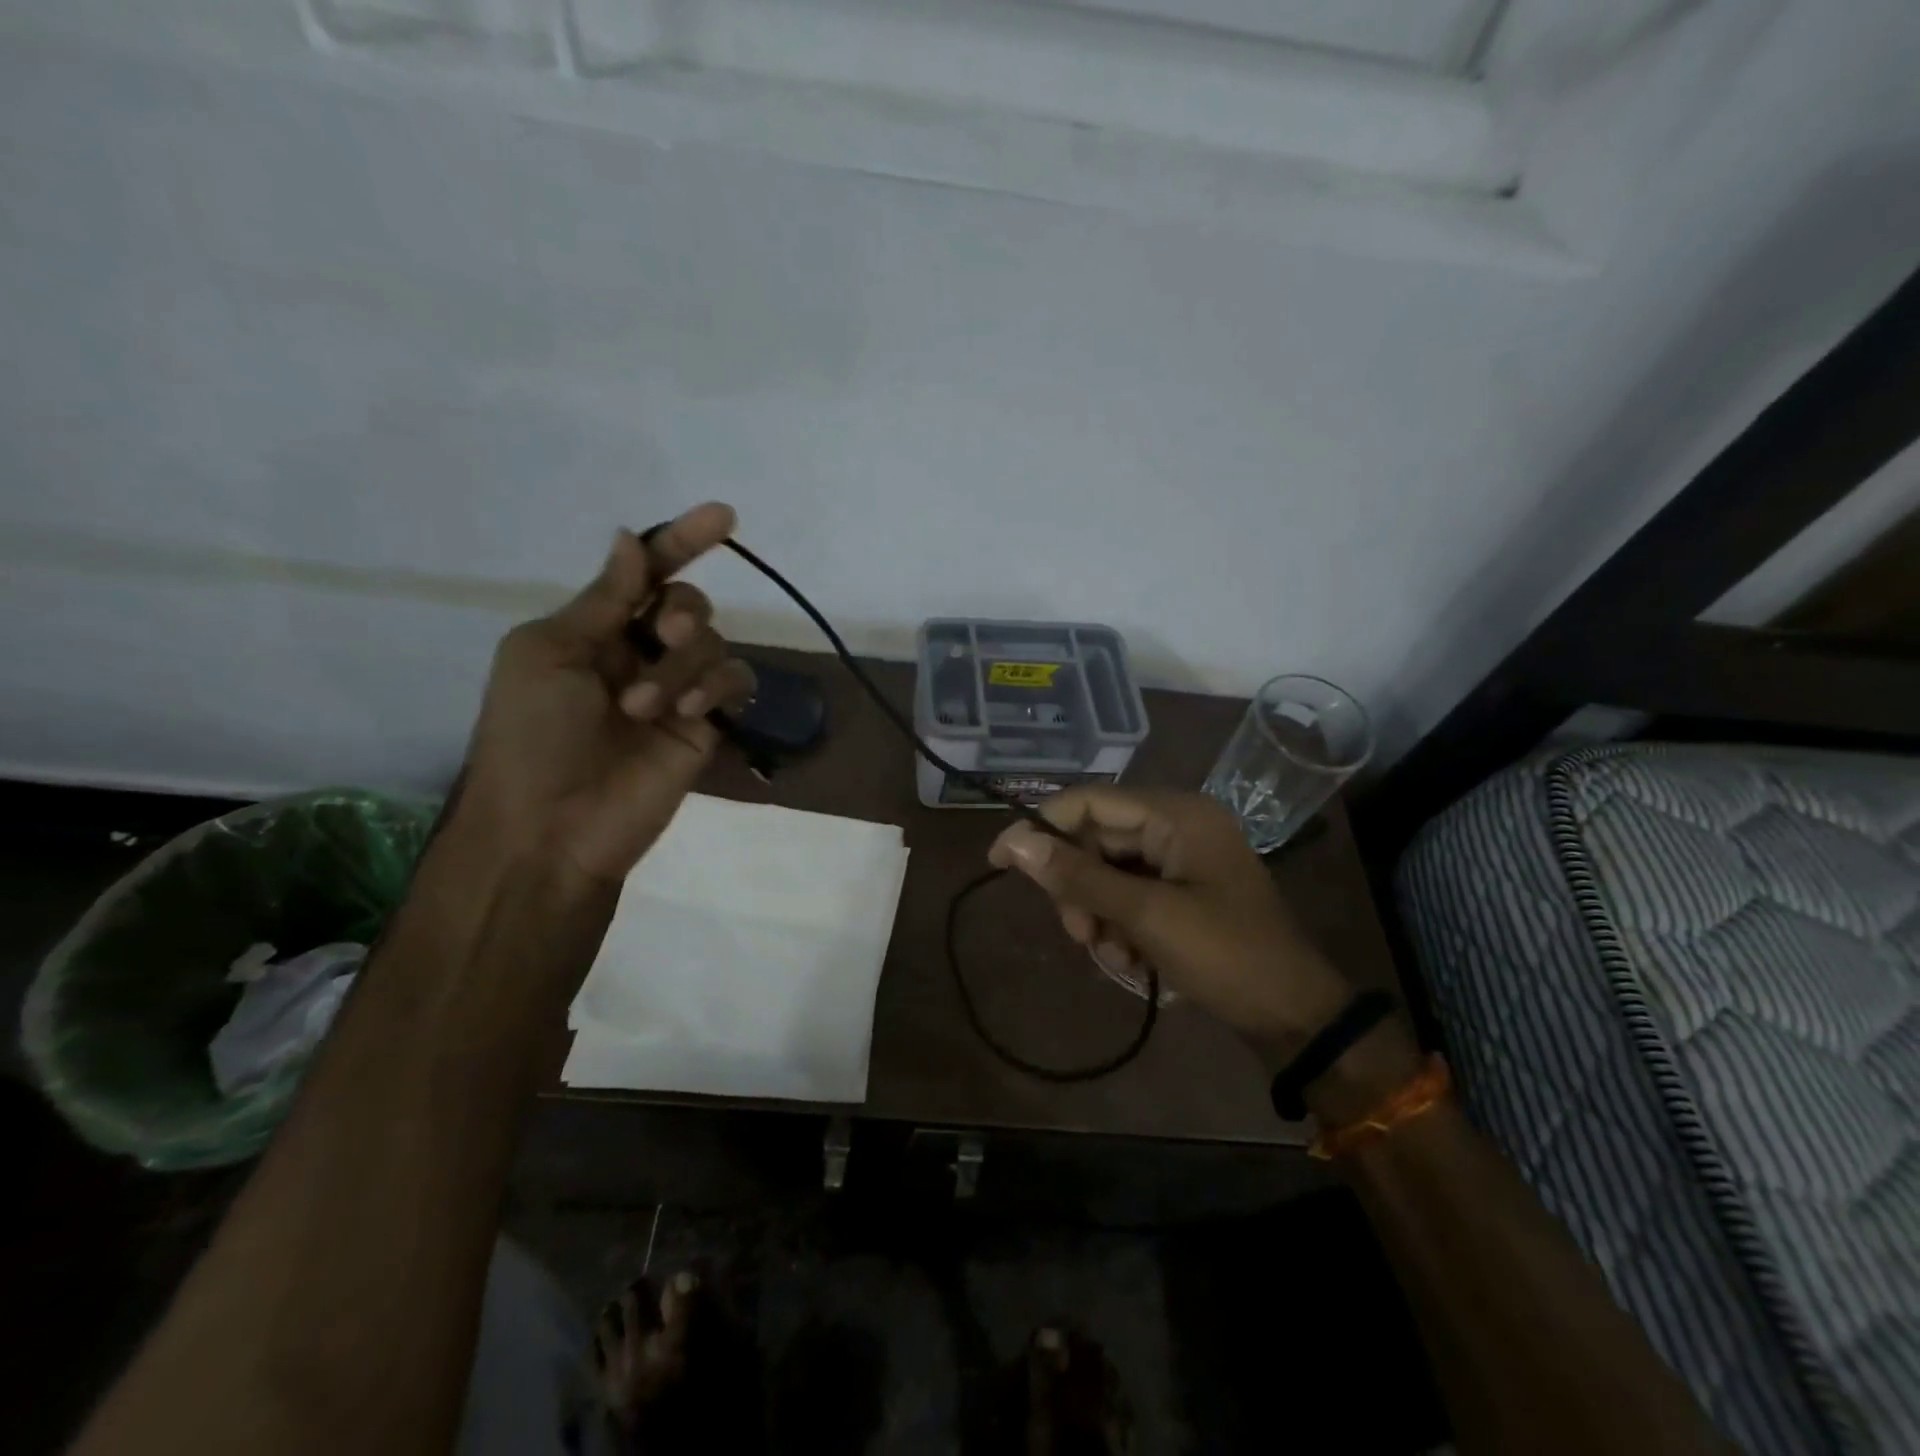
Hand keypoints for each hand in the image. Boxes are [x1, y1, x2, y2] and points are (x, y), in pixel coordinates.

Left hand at [452, 502, 755, 890]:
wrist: (550, 826)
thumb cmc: (530, 734)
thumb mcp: (548, 653)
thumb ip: (602, 600)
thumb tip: (631, 539)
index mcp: (595, 630)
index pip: (646, 574)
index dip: (681, 541)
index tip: (724, 515)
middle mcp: (639, 653)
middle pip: (687, 603)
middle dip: (683, 610)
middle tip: (667, 632)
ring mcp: (676, 691)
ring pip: (712, 643)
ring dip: (684, 665)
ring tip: (646, 708)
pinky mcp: (704, 726)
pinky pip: (735, 683)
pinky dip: (719, 685)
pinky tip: (692, 710)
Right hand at [988, 788, 1353, 1058]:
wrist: (1293, 1017)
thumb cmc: (1225, 955)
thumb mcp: (1146, 915)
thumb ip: (1078, 876)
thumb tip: (1013, 842)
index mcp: (1176, 815)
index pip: (1089, 802)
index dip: (1040, 827)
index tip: (998, 861)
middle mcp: (1176, 826)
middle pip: (1095, 841)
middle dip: (1080, 890)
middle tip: (1080, 934)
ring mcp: (1180, 860)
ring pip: (1107, 874)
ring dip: (1099, 916)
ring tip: (1115, 957)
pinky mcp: (1181, 891)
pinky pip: (1128, 896)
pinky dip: (1120, 928)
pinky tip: (1133, 962)